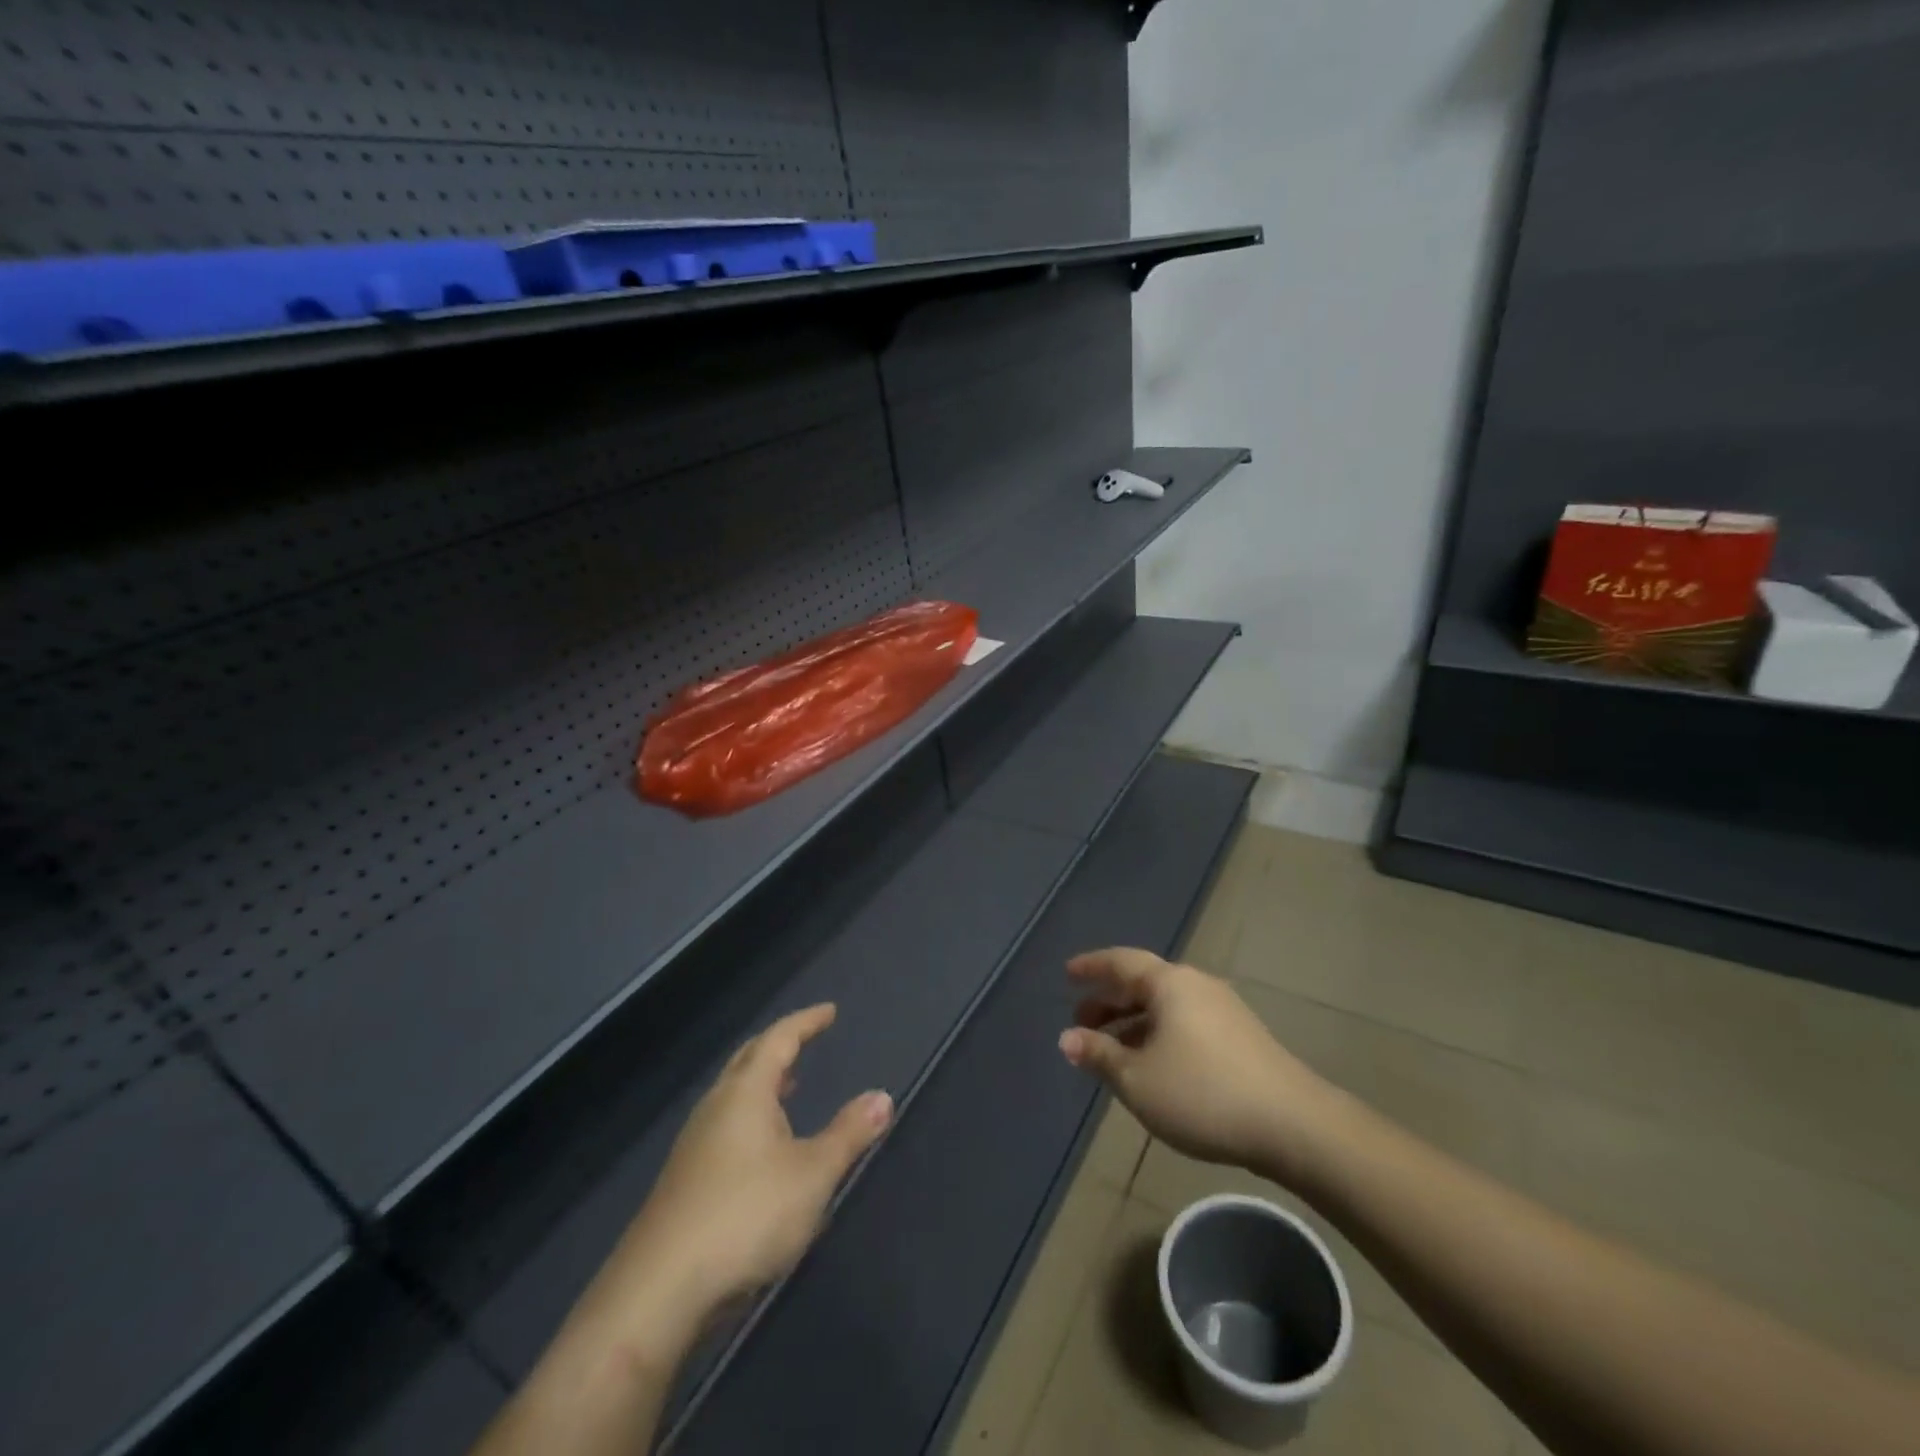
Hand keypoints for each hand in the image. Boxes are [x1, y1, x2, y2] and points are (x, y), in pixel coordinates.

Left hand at [566, 1004, 892, 1363]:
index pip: (779, 1040)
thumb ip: (849, 1134)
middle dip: (779, 1045)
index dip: (806, 1022)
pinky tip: (763, 1149)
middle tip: (805, 1038)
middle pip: (748, 1060)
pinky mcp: (685, 1181)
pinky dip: (751, 1116)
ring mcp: (695, 1145)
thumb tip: (882, 1097)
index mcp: (746, 1093)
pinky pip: (724, 1126)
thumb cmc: (745, 1217)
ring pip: (733, 1095)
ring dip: (763, 1083)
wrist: (658, 1292)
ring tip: (790, 1087)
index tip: (829, 1011)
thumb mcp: (812, 1175)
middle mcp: (716, 1108)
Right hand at [1058, 948, 1340, 1185]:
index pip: (1120, 962)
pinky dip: (1159, 1035)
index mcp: (1170, 983)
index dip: (1091, 967)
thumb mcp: (1137, 1079)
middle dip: (1109, 1001)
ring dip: (1133, 1023)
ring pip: (1166, 1007)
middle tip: (1082, 1020)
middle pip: (1143, 984)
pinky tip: (1152, 1066)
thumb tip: (1067, 1038)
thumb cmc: (1202, 1093)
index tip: (1067, 974)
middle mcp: (1196, 986)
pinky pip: (1185, 1024)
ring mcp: (1223, 1011)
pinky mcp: (1241, 1038)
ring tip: (1111, 1050)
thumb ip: (1099, 1055)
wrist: (1294, 1125)